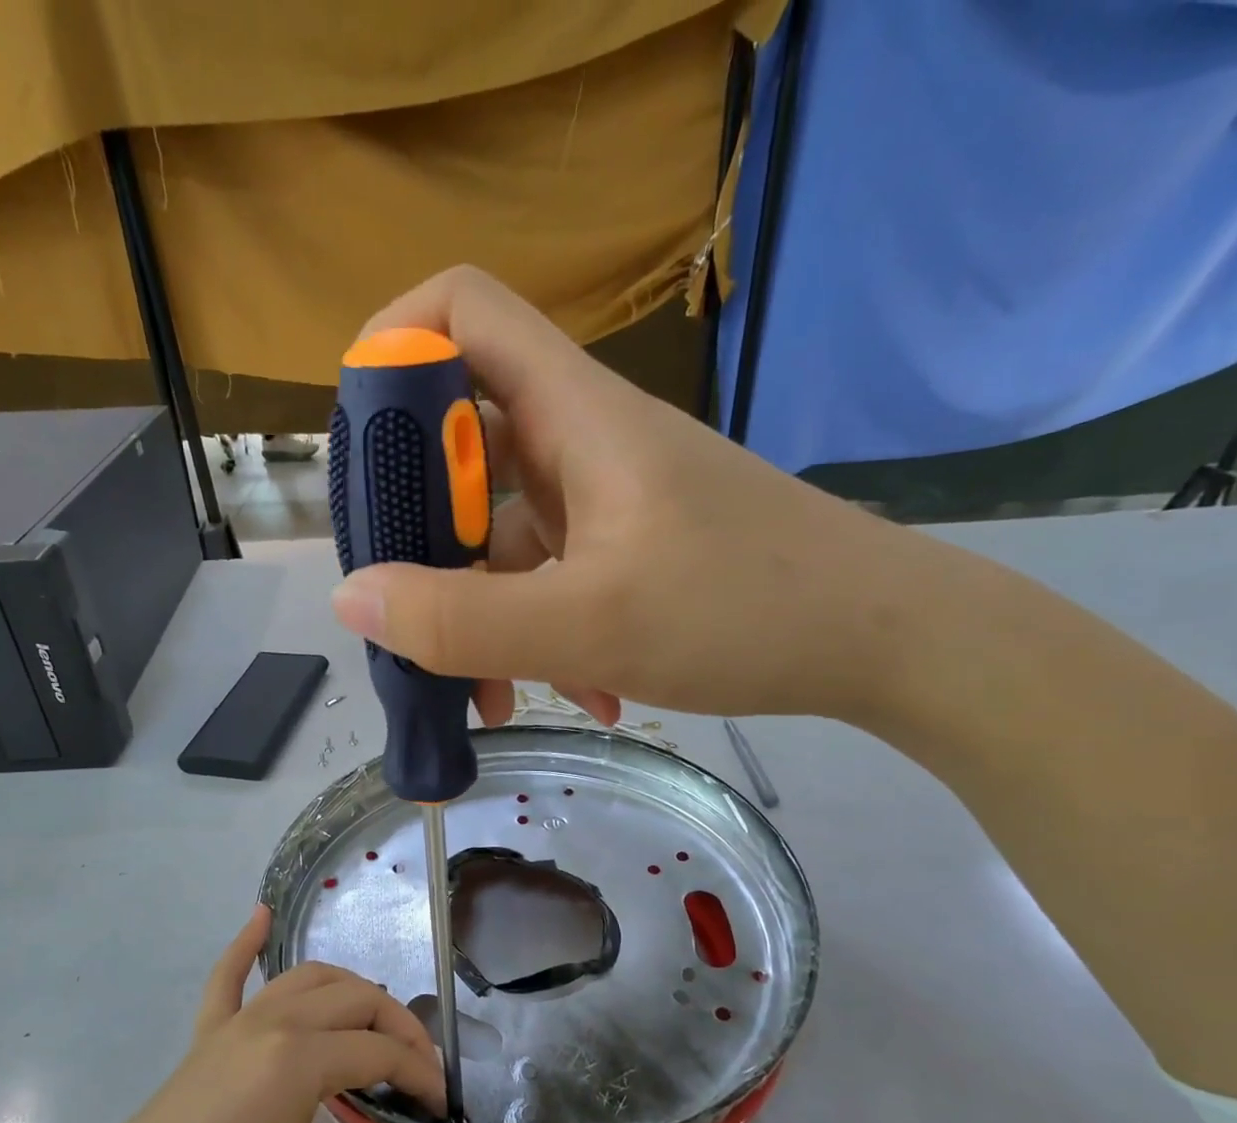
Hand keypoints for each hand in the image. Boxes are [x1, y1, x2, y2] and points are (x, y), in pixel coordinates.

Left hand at [34, 907, 460, 1122]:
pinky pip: (227, 979)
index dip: (421, 1076)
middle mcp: (270, 1022)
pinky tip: (262, 917)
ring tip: (378, 1025)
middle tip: (419, 1076)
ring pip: (307, 980)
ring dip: (350, 992)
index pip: (381, 1051)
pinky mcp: (203, 1038)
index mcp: (297, 1057)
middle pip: (354, 1000)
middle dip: (398, 1028)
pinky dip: (246, 945)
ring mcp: (232, 1024)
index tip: (443, 1111)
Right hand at [329, 266, 955, 731]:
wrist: (882, 640)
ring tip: (491, 696)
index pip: (459, 311)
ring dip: (483, 611)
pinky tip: (576, 694)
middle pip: (461, 444)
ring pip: (505, 531)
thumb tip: (353, 601)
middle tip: (407, 615)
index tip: (363, 451)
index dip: (392, 352)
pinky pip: (552, 576)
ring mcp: (605, 498)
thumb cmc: (743, 609)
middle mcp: (580, 441)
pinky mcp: (628, 547)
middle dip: (421, 535)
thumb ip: (462, 619)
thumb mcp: (588, 623)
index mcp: (571, 413)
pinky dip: (540, 631)